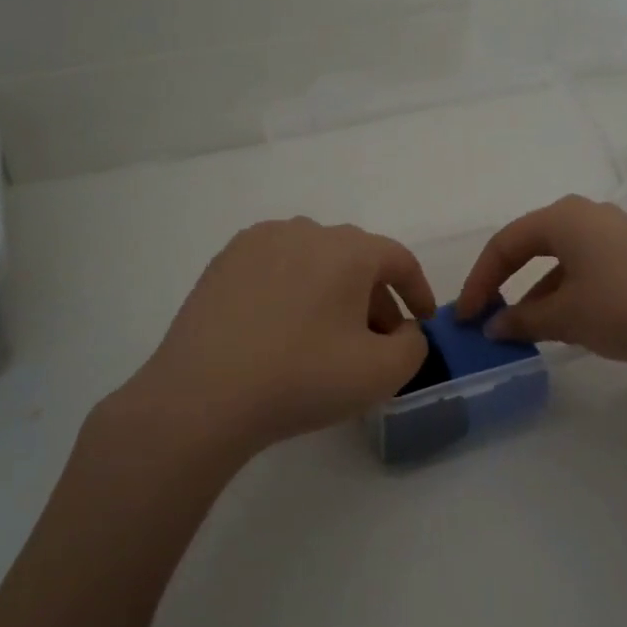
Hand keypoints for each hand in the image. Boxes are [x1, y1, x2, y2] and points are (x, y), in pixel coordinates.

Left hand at [108, 218, 436, 458]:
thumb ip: (413, 345)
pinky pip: (276, 267)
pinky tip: (284, 328)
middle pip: (356, 259)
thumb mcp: (382, 373)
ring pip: (315, 260)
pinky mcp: (224, 262)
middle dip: (375, 298)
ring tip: (329, 335)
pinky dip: (294, 290)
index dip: (418, 291)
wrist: (203, 396)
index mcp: (348, 249)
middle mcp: (305, 230)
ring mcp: (259, 242)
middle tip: (377, 340)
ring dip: (334, 291)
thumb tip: (402, 329)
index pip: (398, 259)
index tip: (423, 322)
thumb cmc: (303, 378)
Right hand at [456, 195, 626, 369]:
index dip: (480, 281)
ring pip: (562, 260)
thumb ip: (523, 319)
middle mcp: (588, 215)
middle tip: (489, 317)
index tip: (466, 317)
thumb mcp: (566, 317)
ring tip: (525, 330)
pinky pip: (588, 268)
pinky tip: (567, 323)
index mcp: (563, 218)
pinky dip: (568, 293)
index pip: (505, 244)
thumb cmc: (625, 308)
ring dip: (539, 293)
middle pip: (532, 246)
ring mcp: (617, 232)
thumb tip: (494, 327)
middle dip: (507, 283)